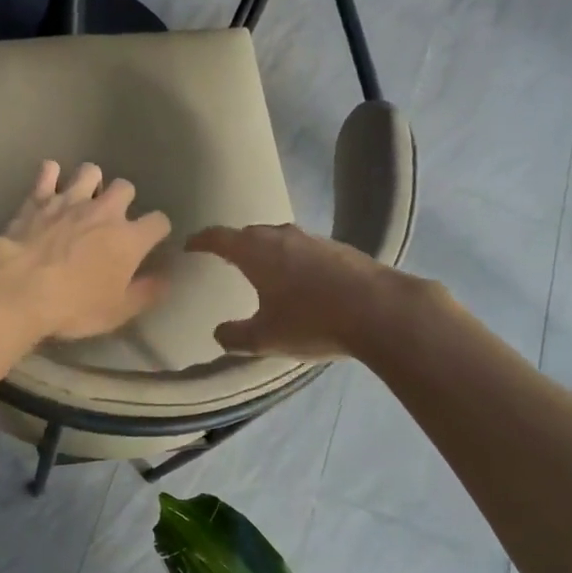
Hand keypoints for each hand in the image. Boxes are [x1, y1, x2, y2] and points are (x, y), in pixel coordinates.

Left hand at [0, 161, 172, 341]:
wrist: (19, 289)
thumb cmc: (73, 306)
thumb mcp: (117, 311)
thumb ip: (147, 293)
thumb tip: (167, 279)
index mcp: (129, 239)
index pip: (159, 221)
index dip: (157, 230)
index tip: (151, 240)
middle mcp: (104, 211)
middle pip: (125, 187)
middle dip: (123, 199)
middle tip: (113, 218)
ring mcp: (69, 200)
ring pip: (90, 171)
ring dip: (91, 181)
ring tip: (85, 197)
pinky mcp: (38, 199)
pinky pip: (48, 172)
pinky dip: (50, 175)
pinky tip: (50, 182)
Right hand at [186, 223, 395, 359]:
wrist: (382, 311)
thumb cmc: (313, 321)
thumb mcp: (266, 338)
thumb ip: (235, 337)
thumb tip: (219, 333)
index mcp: (256, 252)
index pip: (219, 237)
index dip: (201, 240)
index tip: (190, 245)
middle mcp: (281, 236)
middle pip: (249, 234)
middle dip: (235, 245)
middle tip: (225, 260)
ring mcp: (313, 239)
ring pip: (279, 239)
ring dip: (267, 251)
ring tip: (263, 270)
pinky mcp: (339, 248)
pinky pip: (304, 249)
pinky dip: (293, 260)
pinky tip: (302, 281)